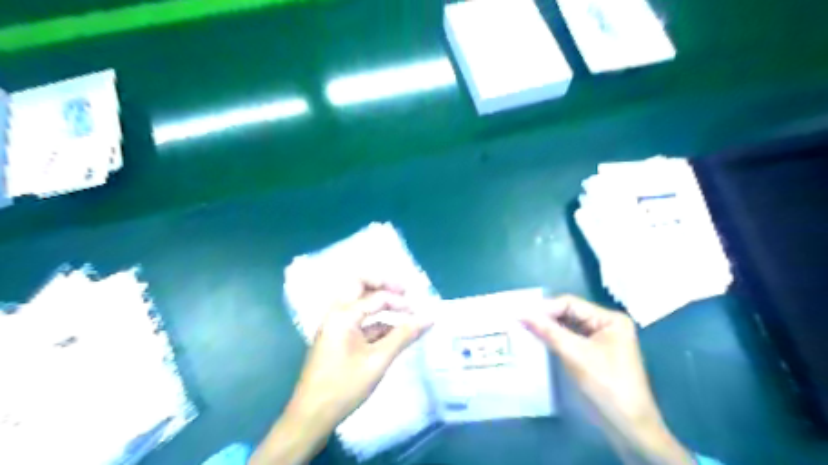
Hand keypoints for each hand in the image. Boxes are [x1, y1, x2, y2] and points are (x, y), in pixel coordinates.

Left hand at [291, 281, 434, 421]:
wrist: (310, 417)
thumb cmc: (344, 386)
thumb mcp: (378, 360)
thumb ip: (404, 335)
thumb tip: (429, 318)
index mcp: (343, 314)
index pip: (377, 297)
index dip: (401, 302)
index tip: (420, 313)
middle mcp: (335, 313)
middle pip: (359, 285)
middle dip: (383, 285)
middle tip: (404, 292)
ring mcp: (333, 326)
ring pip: (357, 302)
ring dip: (378, 302)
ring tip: (401, 310)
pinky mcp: (335, 338)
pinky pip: (356, 320)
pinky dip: (374, 321)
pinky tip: (391, 333)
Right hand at [520, 295, 692, 464]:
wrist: (628, 427)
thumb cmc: (606, 385)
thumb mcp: (575, 354)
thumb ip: (548, 331)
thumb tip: (521, 314)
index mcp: (609, 319)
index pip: (571, 304)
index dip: (545, 308)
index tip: (521, 314)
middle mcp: (606, 325)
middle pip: (570, 314)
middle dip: (546, 318)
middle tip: (520, 321)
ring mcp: (601, 341)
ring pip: (568, 328)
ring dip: (548, 329)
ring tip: (524, 330)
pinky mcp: (594, 355)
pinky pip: (571, 341)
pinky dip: (555, 341)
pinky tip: (538, 342)